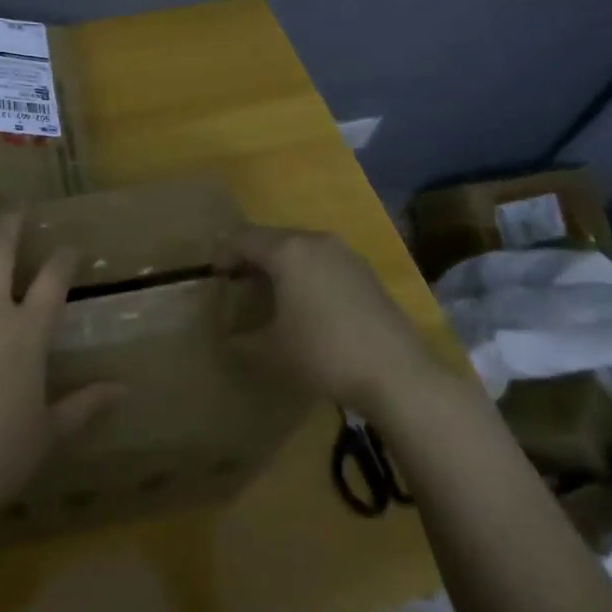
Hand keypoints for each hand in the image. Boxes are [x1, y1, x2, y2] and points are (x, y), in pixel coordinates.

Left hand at [0, 205, 123, 522]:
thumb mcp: (52, 431)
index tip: (71, 246)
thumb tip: (125, 389)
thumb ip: (87, 404)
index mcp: (26, 333)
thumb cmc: (1, 454)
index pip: (52, 281)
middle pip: (0, 253)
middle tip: (19, 206)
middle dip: (12, 224)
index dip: (64, 259)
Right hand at [218, 225, 439, 414]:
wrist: (397, 373)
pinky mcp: (366, 272)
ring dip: (279, 265)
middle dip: (250, 258)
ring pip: (299, 248)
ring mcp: (345, 254)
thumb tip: (226, 340)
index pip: (242, 238)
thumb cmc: (323, 354)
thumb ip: (240, 342)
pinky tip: (307, 304)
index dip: (222, 254)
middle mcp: (315, 241)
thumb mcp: (270, 352)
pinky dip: (305, 273)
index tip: (213, 277)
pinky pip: (323, 261)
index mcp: (287, 251)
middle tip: (237, 284)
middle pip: (271, 238)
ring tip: (270, 294)